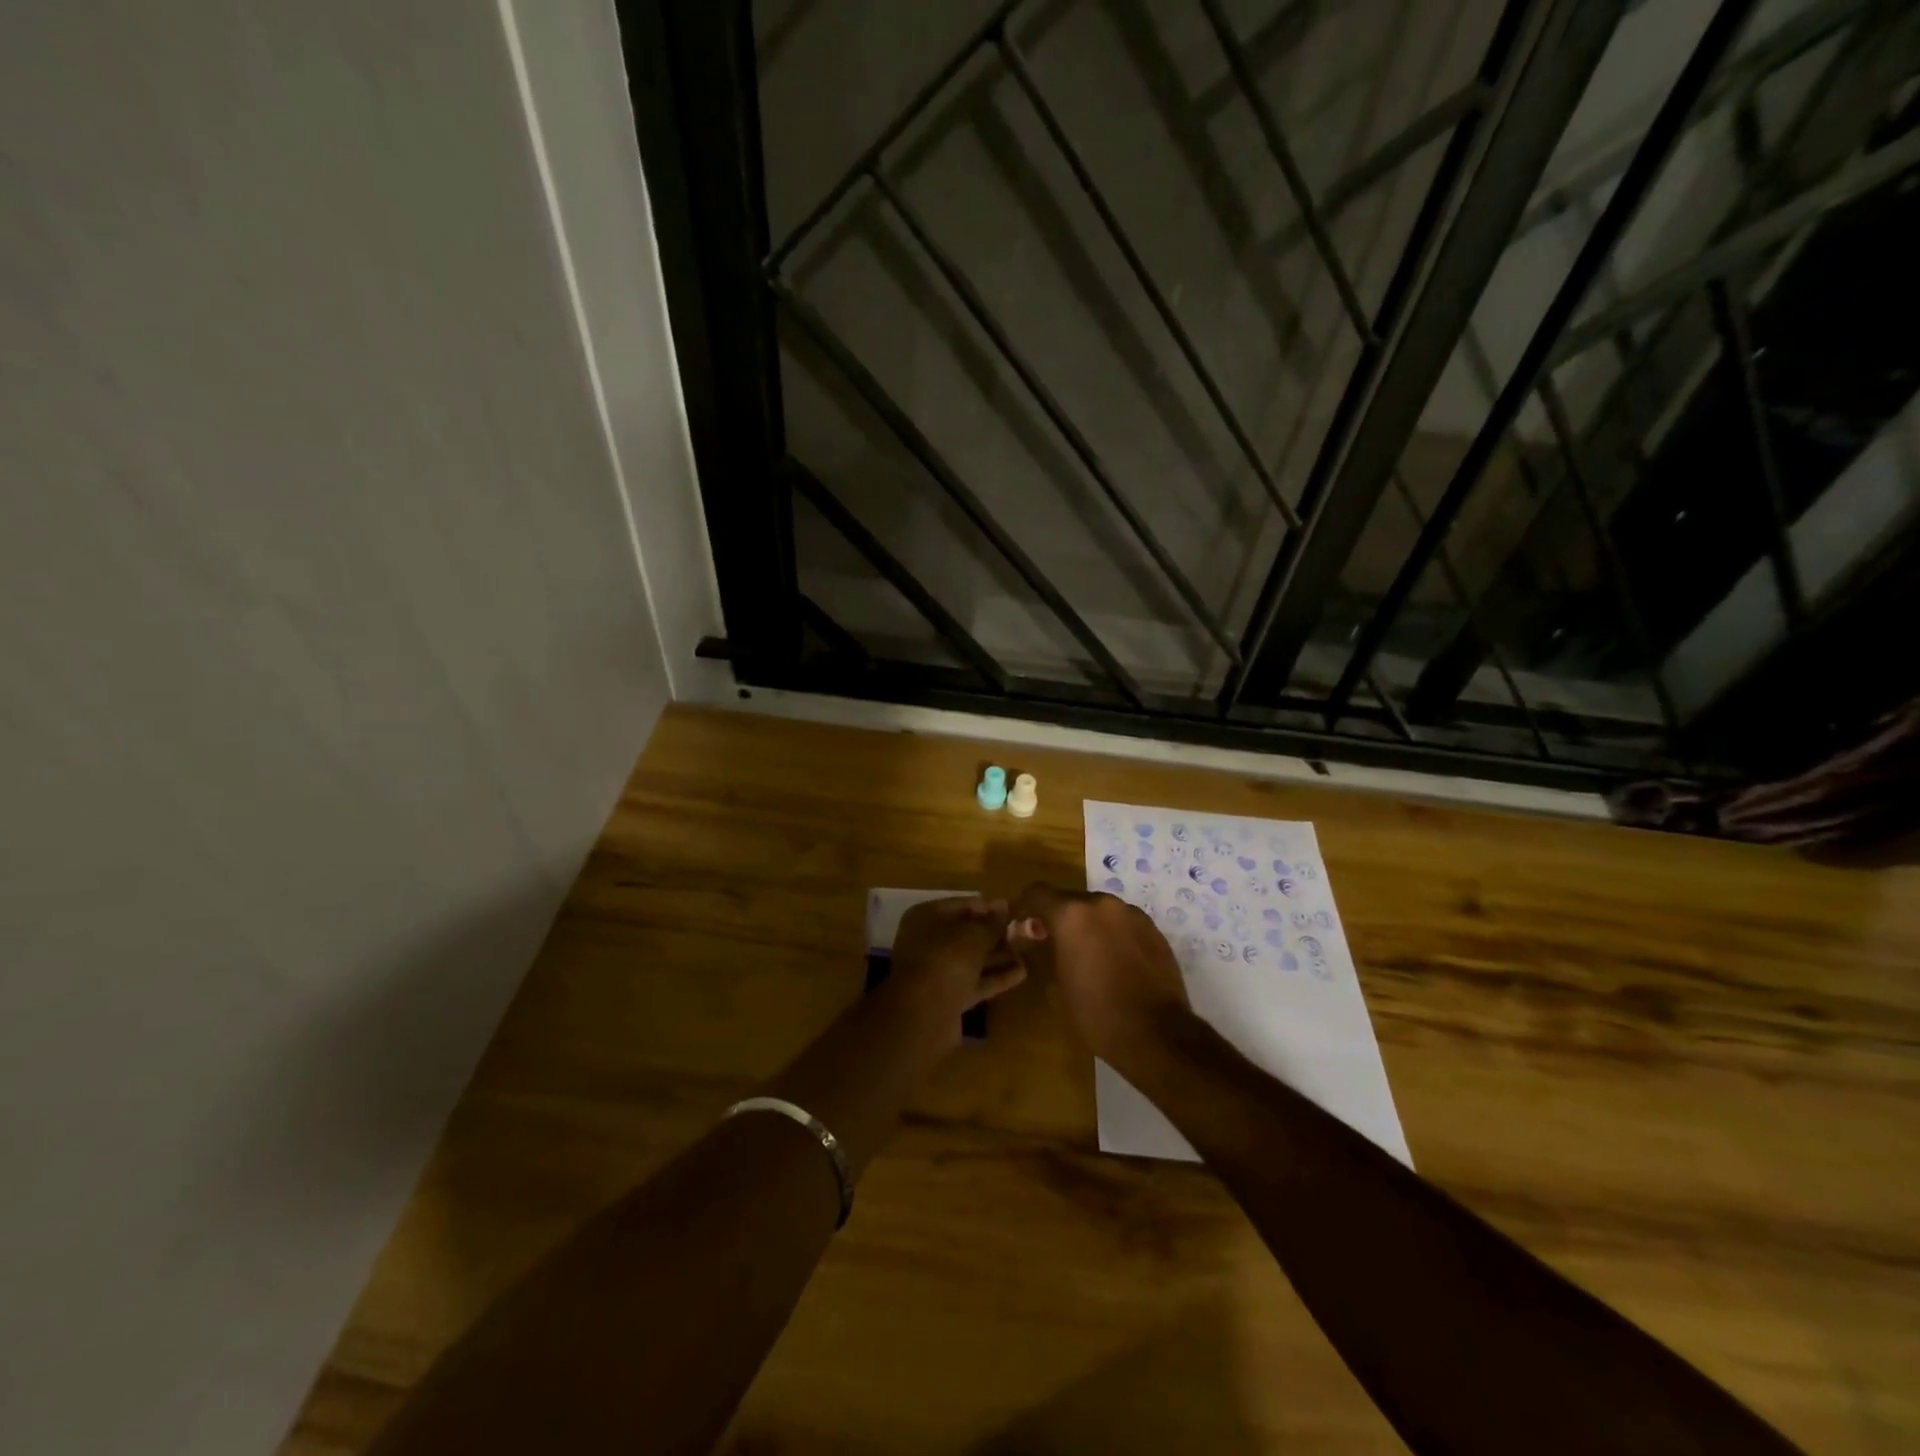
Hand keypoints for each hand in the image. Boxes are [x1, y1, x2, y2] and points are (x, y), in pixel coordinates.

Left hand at [888, 897, 1025, 1044]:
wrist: (923, 1014)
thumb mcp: (974, 935)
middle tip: (1025, 931)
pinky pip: (976, 981)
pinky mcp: (949, 997)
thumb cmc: (946, 960)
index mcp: (926, 917)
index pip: (962, 905)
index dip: (989, 907)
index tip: (1014, 908)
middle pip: (967, 933)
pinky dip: (996, 977)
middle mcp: (929, 941)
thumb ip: (992, 923)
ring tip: (1028, 950)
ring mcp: (938, 971)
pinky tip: (1021, 972)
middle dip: (995, 933)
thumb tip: (1005, 909)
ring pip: (973, 959)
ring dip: (999, 955)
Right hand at [1006, 883, 1196, 1082]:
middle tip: (1054, 944)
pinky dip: (1112, 935)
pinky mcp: (1154, 929)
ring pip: (1099, 911)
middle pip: (1070, 900)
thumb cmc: (1096, 1013)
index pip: (1037, 893)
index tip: (1022, 927)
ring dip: (1088, 925)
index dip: (1024, 907)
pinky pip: (1123, 923)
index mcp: (1072, 914)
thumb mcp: (1056, 984)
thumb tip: (1033, 936)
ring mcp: (1132, 914)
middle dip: (1059, 918)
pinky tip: (1115, 962)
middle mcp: (1102, 904)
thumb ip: (1042, 950)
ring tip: (1088, 955)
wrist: (1156, 1034)